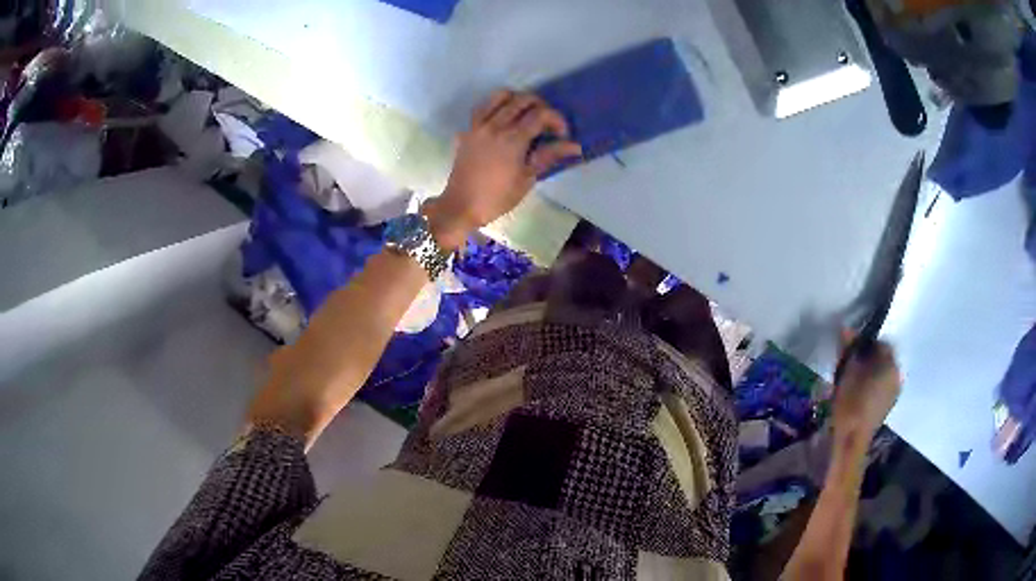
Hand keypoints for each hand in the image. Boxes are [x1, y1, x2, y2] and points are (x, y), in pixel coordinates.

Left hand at [425, 90, 582, 249]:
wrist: (461, 205)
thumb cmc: (498, 197)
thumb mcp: (527, 178)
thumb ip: (549, 156)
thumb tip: (574, 146)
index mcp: (513, 139)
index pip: (541, 115)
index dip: (557, 119)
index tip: (562, 134)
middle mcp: (495, 125)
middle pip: (523, 99)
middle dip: (541, 106)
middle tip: (547, 123)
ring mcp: (479, 125)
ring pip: (501, 96)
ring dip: (518, 99)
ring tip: (526, 114)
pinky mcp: (468, 129)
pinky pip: (484, 106)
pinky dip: (497, 104)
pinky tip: (504, 117)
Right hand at [832, 330, 901, 446]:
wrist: (852, 440)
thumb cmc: (850, 403)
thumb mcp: (846, 371)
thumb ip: (850, 348)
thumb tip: (847, 328)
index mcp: (891, 363)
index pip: (881, 342)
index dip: (865, 342)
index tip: (851, 349)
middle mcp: (897, 375)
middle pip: (883, 358)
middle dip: (868, 358)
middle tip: (850, 364)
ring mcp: (894, 392)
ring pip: (882, 373)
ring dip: (870, 372)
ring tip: (853, 379)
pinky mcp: (887, 406)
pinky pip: (881, 387)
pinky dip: (872, 385)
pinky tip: (859, 393)